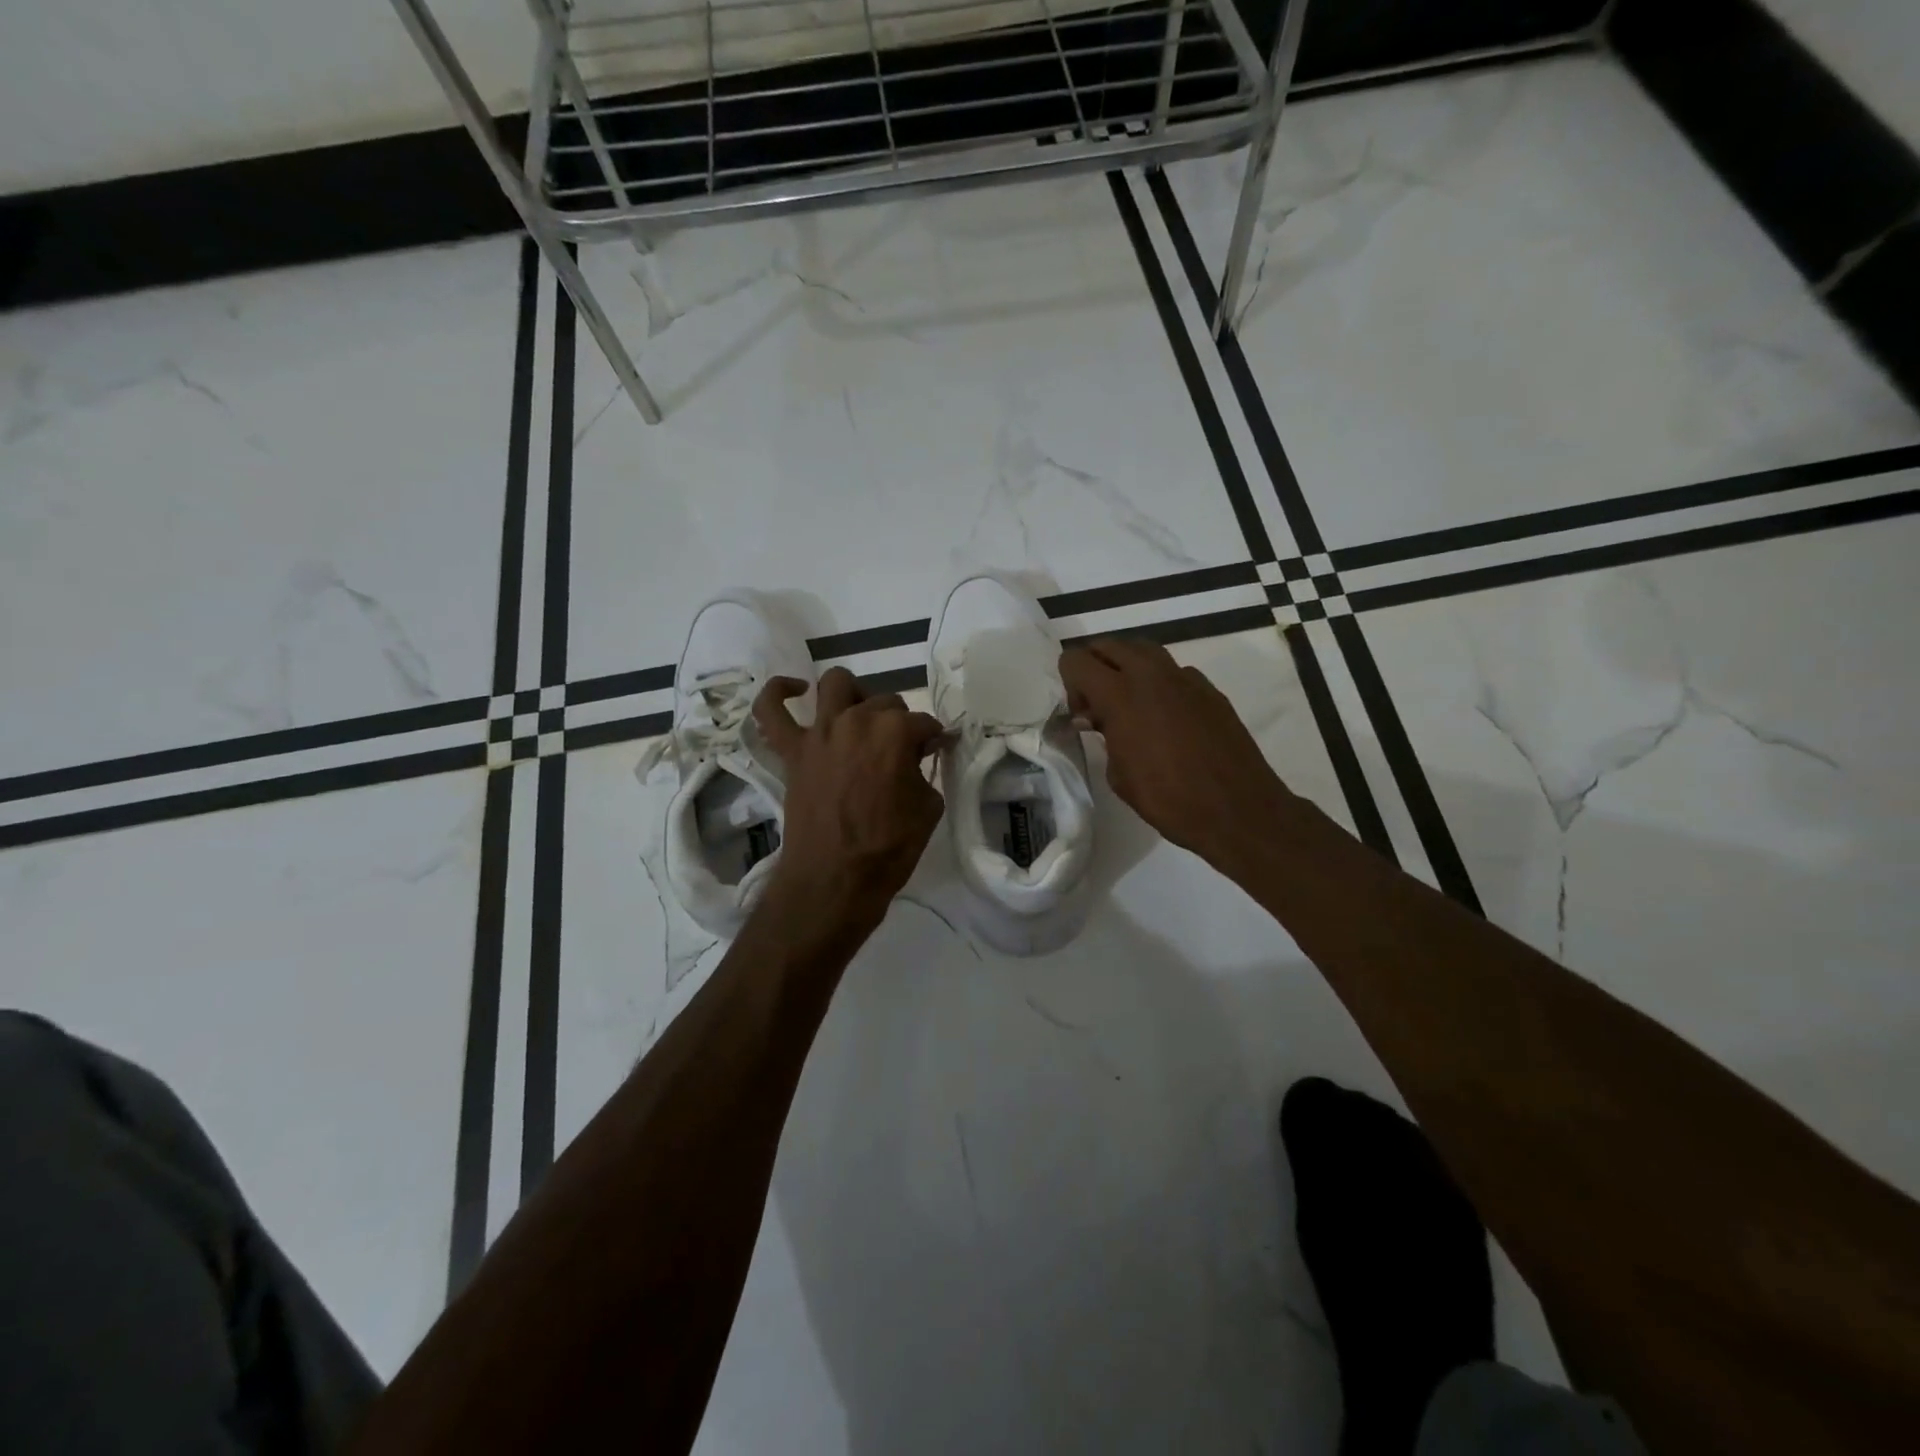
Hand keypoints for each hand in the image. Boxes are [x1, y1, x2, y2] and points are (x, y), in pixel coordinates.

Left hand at [753, 666, 946, 926]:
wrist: (834, 880)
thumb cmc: (888, 849)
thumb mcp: (928, 808)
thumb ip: (924, 772)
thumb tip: (916, 758)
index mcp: (895, 733)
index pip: (924, 723)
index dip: (933, 739)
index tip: (935, 752)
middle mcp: (857, 720)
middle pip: (886, 702)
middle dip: (899, 723)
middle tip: (902, 752)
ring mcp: (821, 732)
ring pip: (836, 684)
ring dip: (854, 693)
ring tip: (861, 714)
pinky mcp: (792, 750)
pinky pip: (771, 711)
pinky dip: (778, 693)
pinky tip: (796, 691)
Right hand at [1060, 638, 1296, 874]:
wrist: (1237, 810)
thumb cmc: (1169, 800)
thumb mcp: (1119, 775)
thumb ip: (1104, 736)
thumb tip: (1100, 720)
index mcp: (1121, 695)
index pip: (1077, 660)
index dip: (1069, 682)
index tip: (1081, 713)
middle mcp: (1151, 675)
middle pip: (1109, 645)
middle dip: (1096, 668)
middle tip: (1099, 706)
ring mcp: (1185, 678)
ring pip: (1143, 651)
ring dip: (1127, 669)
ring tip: (1130, 706)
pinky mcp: (1209, 689)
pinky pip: (1173, 671)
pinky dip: (1158, 684)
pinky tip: (1165, 719)